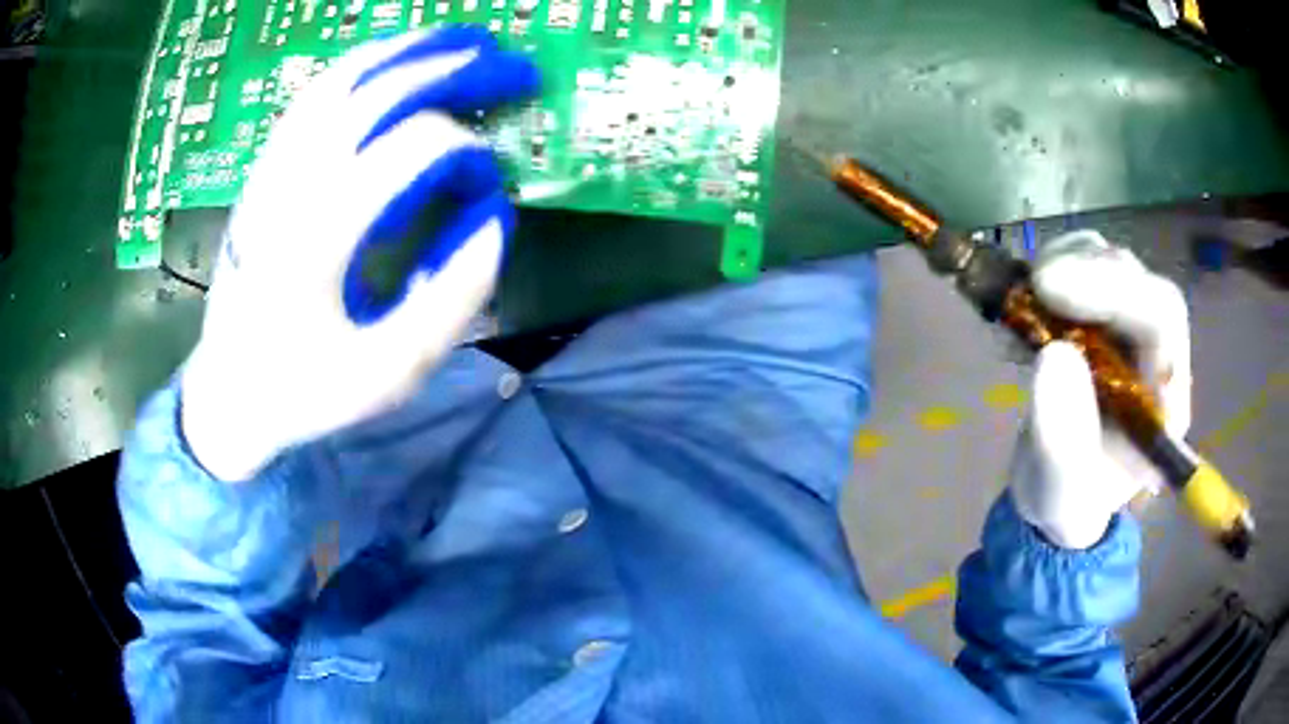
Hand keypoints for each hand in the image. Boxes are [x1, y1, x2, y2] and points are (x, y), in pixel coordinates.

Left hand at [181, 26, 539, 480]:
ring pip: (337, 83)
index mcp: (320, 237)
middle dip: (449, 69)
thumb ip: (451, 300)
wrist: (227, 395)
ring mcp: (269, 173)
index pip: (409, 150)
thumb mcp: (389, 374)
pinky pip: (311, 99)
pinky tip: (390, 62)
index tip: (492, 179)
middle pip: (375, 95)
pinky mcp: (261, 173)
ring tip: (457, 39)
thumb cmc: (305, 391)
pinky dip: (358, 69)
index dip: (465, 150)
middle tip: (507, 62)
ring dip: (403, 51)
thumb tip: (494, 220)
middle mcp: (290, 187)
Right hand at [1010, 230, 1191, 548]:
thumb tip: (1053, 356)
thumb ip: (1061, 440)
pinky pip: (1091, 261)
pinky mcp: (1106, 312)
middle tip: (1036, 285)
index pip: (1161, 320)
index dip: (1114, 291)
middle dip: (1089, 272)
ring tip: (1031, 296)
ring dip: (1071, 264)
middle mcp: (1158, 355)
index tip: (1050, 287)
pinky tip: (1035, 292)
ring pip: (1115, 264)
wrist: (1058, 489)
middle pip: (1140, 282)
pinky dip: (1059, 262)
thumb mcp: (1059, 492)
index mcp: (1164, 400)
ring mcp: (1133, 328)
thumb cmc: (1067, 498)